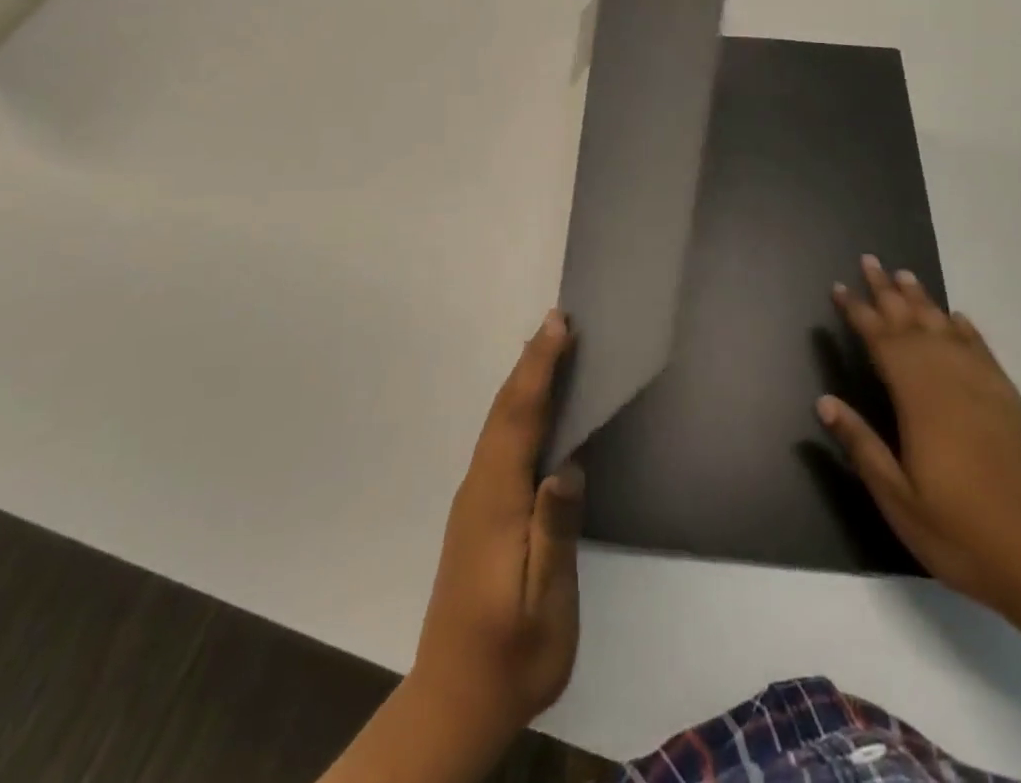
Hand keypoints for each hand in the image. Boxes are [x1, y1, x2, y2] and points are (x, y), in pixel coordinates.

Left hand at [412, 309, 583, 747]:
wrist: (455, 700)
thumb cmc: (512, 654)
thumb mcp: (545, 603)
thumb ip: (554, 532)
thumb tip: (565, 464)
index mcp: (498, 503)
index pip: (521, 419)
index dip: (540, 369)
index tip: (559, 327)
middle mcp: (480, 489)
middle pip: (505, 411)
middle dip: (530, 362)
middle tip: (556, 320)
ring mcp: (473, 500)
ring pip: (497, 423)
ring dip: (521, 380)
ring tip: (545, 348)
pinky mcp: (476, 513)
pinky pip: (497, 441)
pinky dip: (514, 408)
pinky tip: (528, 408)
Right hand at [816, 256, 1020, 621]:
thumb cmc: (962, 533)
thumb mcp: (899, 498)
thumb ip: (862, 445)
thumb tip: (824, 401)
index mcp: (919, 400)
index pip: (881, 341)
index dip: (858, 312)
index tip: (839, 287)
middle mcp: (951, 381)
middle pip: (913, 323)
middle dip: (887, 291)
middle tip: (869, 260)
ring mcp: (985, 390)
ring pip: (946, 330)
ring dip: (923, 300)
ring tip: (904, 274)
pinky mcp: (1011, 404)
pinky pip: (983, 352)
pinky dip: (966, 329)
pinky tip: (957, 318)